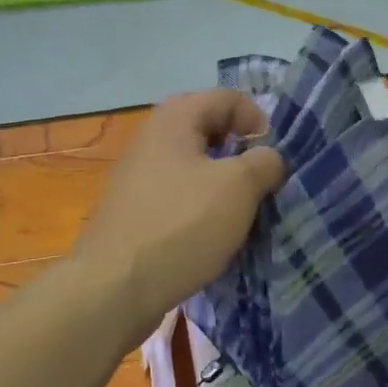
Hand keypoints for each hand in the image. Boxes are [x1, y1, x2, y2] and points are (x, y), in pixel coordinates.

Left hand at [77, 90, 286, 324]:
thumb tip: (268, 157)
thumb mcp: (239, 187)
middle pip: (207, 129)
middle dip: (240, 151)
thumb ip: (264, 162)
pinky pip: (177, 195)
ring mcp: (137, 177)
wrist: (114, 289)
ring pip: (192, 165)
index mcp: (175, 119)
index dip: (258, 119)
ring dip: (221, 182)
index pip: (226, 98)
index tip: (274, 155)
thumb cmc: (181, 225)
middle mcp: (151, 138)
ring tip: (242, 211)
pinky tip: (212, 234)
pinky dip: (200, 206)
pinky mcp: (133, 212)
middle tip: (261, 181)